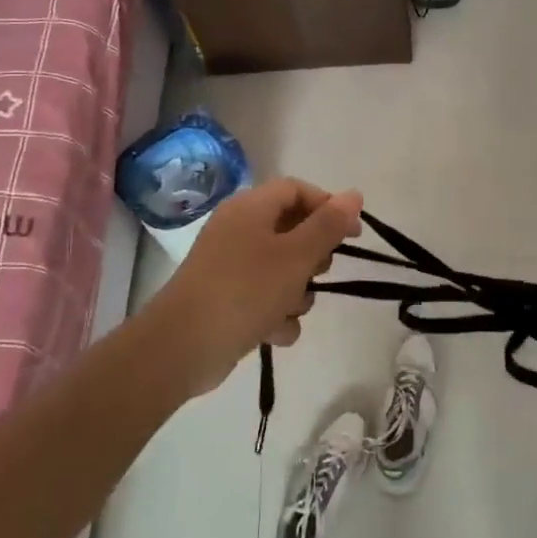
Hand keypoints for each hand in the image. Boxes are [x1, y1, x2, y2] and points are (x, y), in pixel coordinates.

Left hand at [153, 178, 362, 395]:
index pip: (297, 190)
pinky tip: (275, 332)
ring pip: (282, 268)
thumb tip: (354, 194)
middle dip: (313, 256)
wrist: (183, 347)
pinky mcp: (226, 298)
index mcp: (250, 208)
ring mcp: (229, 265)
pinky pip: (264, 297)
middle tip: (318, 273)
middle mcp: (238, 230)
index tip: (353, 235)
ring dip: (297, 292)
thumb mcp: (296, 256)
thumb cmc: (245, 290)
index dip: (328, 207)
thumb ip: (328, 225)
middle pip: (291, 229)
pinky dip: (275, 313)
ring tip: (291, 309)